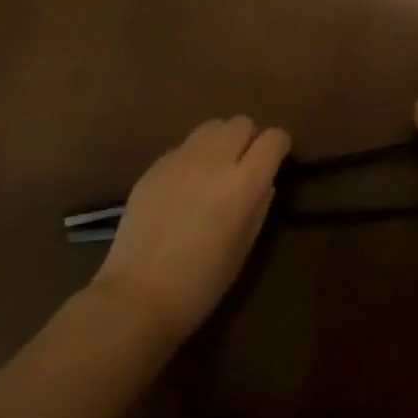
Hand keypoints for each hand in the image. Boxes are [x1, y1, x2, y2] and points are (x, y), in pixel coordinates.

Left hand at [92, 116, 290, 342]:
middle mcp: (214, 160)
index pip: (274, 139)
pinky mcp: (155, 165)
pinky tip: (185, 186)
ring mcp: (180, 159)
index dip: (280, 147)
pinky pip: (184, 146)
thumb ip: (259, 206)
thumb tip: (264, 181)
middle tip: (245, 166)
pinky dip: (194, 156)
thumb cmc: (201, 283)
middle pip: (241, 123)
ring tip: (215, 170)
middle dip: (250, 138)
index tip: (277, 161)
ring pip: (212, 126)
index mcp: (243, 183)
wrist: (138, 294)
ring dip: (222, 141)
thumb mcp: (244, 248)